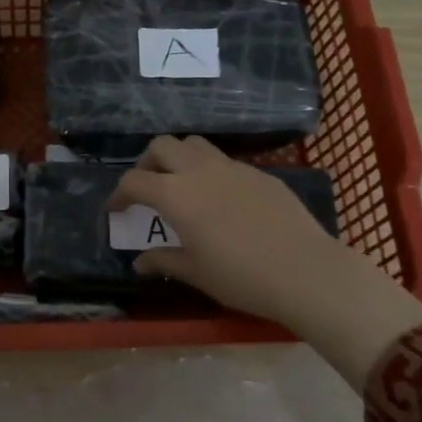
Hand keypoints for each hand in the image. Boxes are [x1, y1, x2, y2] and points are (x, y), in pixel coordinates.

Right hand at [108, 136, 421, 385]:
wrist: (305, 271)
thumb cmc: (241, 277)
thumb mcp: (196, 273)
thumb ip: (163, 261)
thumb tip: (139, 262)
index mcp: (176, 195)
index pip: (134, 181)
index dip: (118, 194)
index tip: (116, 210)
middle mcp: (200, 171)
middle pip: (162, 146)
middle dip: (147, 163)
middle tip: (148, 190)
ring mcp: (233, 168)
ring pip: (195, 145)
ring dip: (179, 158)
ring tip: (182, 186)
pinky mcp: (260, 173)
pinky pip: (226, 162)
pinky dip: (211, 172)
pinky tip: (222, 201)